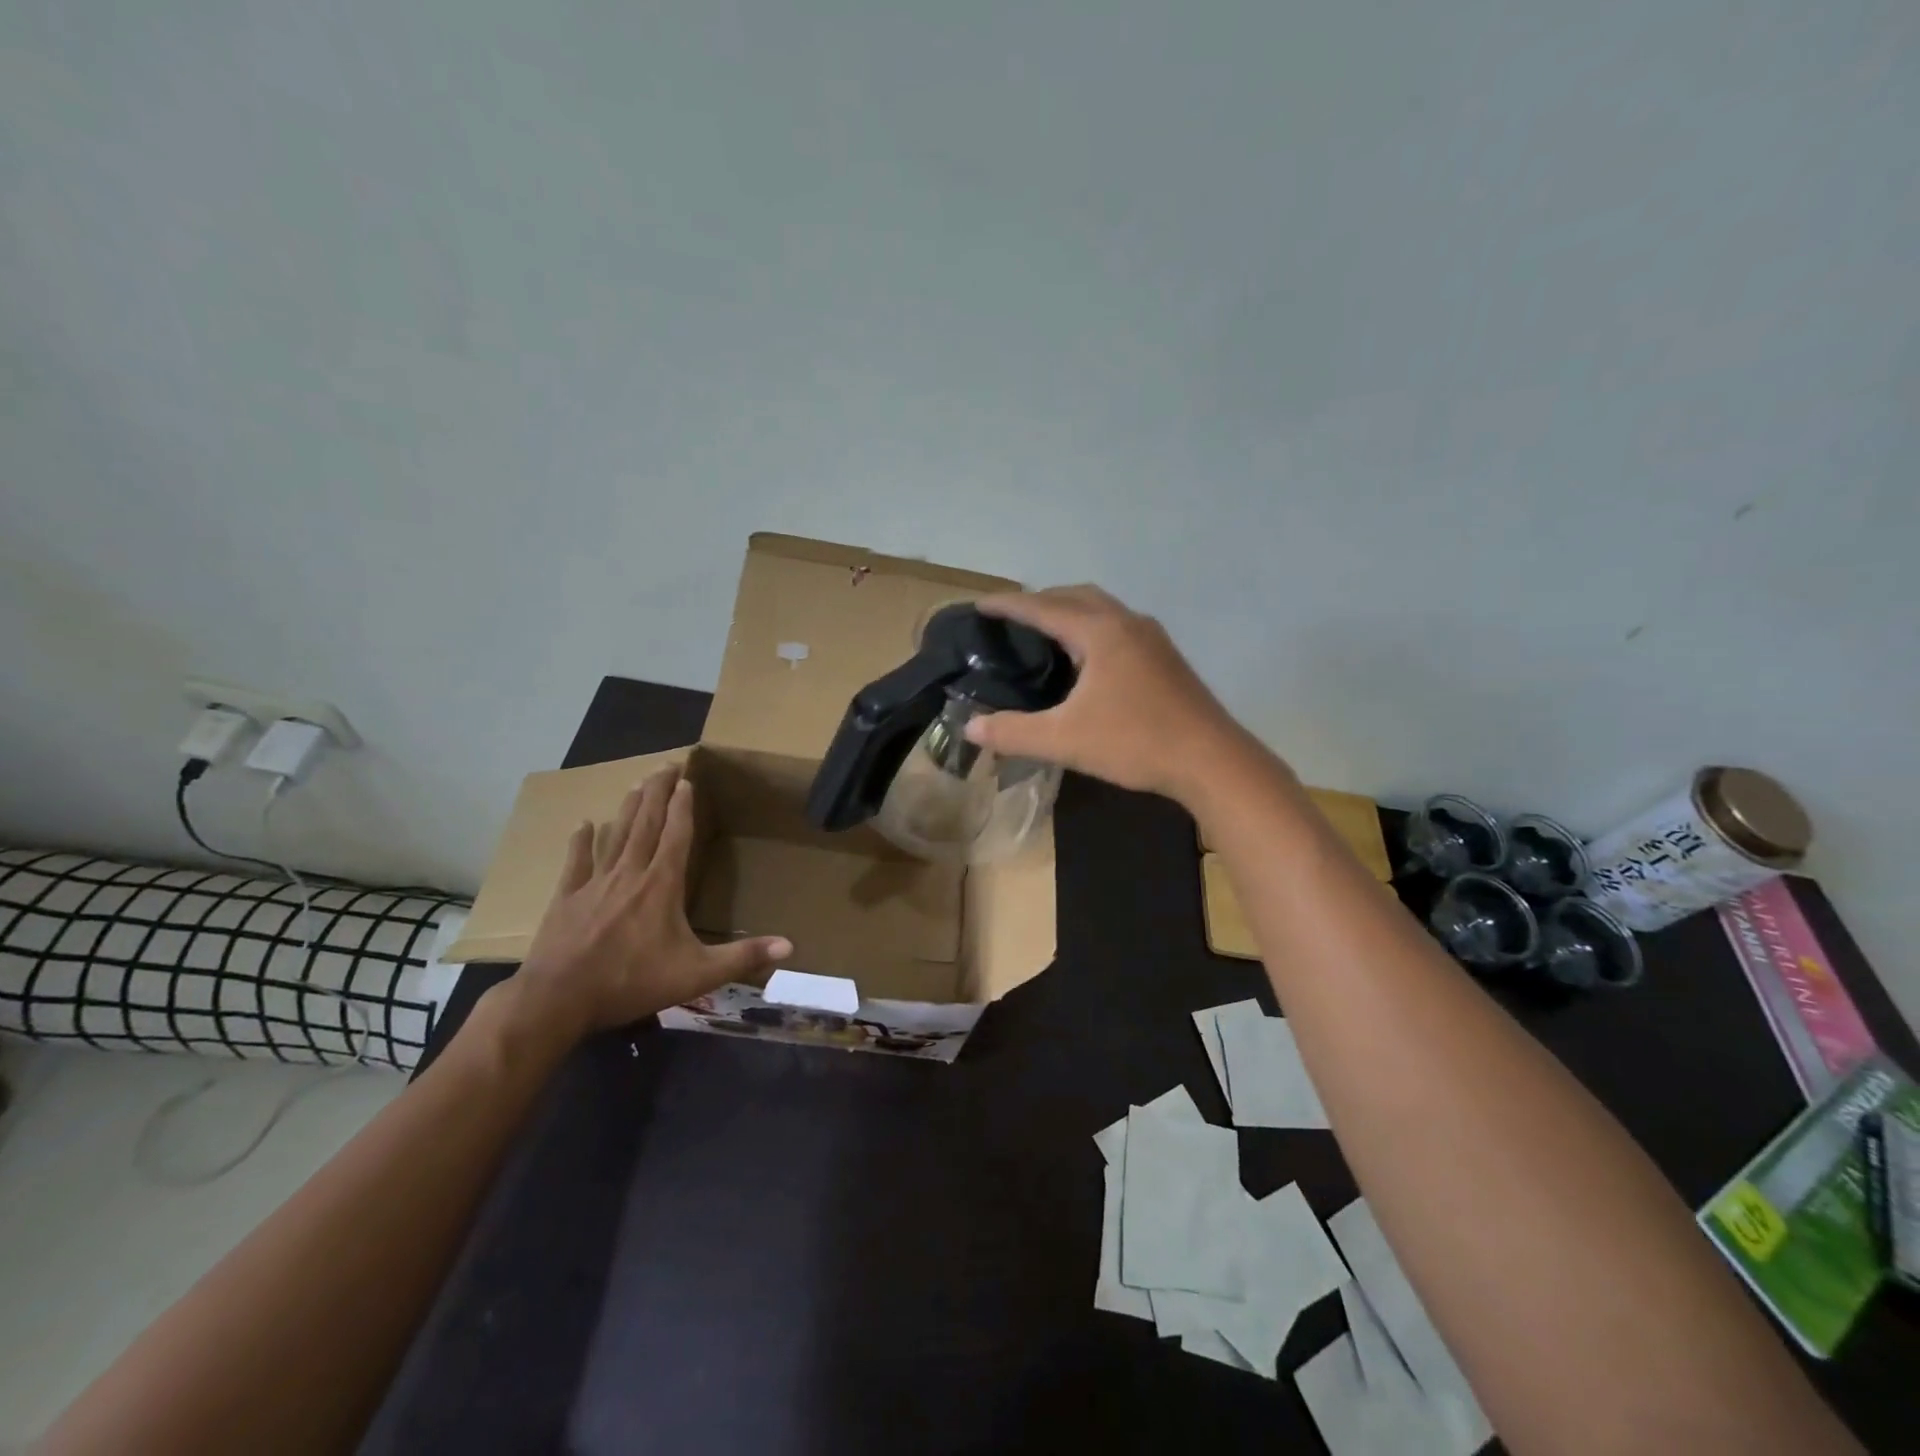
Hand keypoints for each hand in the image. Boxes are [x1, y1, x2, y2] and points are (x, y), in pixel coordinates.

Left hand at [515, 767, 791, 1036]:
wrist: (558, 999)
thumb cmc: (632, 982)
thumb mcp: (697, 975)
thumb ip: (742, 957)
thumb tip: (789, 947)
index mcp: (662, 885)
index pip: (676, 835)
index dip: (683, 807)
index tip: (687, 780)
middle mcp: (630, 874)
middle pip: (646, 824)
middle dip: (657, 793)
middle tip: (665, 765)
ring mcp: (595, 884)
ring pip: (615, 836)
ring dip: (628, 808)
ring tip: (637, 783)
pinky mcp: (566, 899)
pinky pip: (576, 863)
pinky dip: (581, 842)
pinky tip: (584, 824)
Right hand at [962, 586, 1250, 806]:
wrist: (1211, 760)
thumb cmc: (1135, 742)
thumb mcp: (1064, 740)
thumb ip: (1013, 732)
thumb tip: (970, 727)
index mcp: (1100, 632)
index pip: (1043, 607)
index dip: (1008, 605)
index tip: (979, 604)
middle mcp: (1127, 623)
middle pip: (1075, 596)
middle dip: (1040, 601)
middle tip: (1011, 618)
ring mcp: (1152, 638)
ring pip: (1101, 608)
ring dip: (1070, 610)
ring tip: (1044, 632)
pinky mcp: (1165, 657)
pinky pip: (1117, 625)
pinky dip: (1091, 627)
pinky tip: (1085, 658)